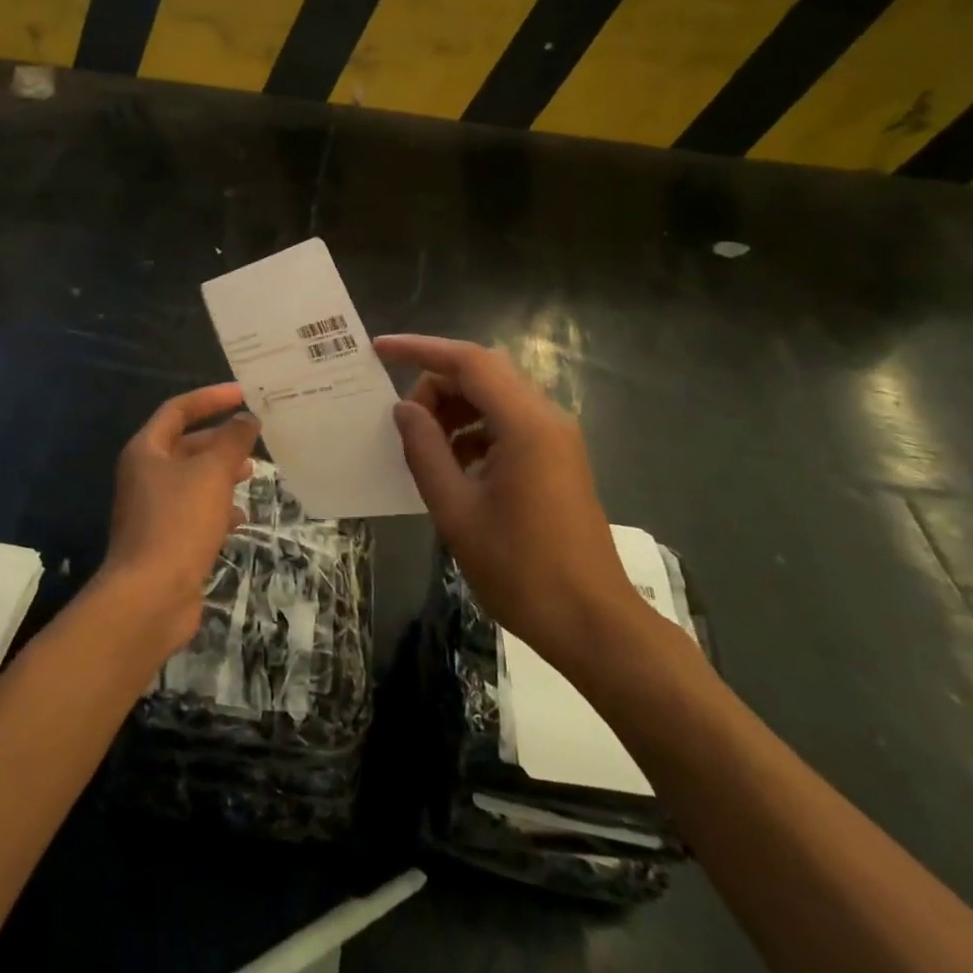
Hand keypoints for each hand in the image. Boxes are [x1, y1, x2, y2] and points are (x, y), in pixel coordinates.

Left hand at [99, 383, 258, 653]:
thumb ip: (232, 441)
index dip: (210, 398)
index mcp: (146, 450)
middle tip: (254, 437)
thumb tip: (246, 418)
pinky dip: (217, 508)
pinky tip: (240, 518)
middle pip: (185, 445)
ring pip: (193, 480)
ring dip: (222, 474)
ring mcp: (153, 509)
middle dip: (220, 439)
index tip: (243, 394)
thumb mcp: (212, 473)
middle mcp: (145, 475)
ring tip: (252, 474)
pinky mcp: (165, 539)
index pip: (178, 410)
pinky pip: (194, 512)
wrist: (150, 597)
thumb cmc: (179, 522)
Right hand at [376, 335, 649, 674]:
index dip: (420, 349)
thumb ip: (425, 451)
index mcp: (525, 425)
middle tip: (403, 419)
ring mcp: (557, 439)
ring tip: (423, 445)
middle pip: (484, 373)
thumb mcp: (456, 511)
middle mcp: (546, 419)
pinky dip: (475, 430)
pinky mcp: (558, 459)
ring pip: (496, 397)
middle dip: (437, 384)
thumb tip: (404, 409)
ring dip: (455, 408)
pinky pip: (509, 423)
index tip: (379, 350)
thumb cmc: (520, 570)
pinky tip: (453, 466)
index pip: (468, 361)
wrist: (593, 624)